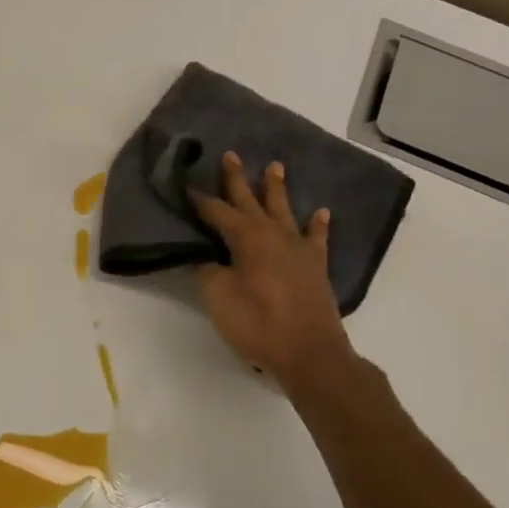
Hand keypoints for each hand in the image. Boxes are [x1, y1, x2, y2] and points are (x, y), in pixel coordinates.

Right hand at [190, 153, 353, 385]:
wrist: (309, 353)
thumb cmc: (257, 324)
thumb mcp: (219, 298)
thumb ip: (209, 272)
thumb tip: (208, 257)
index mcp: (247, 238)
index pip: (217, 212)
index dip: (200, 200)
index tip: (186, 185)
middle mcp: (274, 234)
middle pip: (251, 200)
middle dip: (237, 179)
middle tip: (231, 154)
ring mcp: (298, 249)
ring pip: (284, 210)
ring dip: (277, 189)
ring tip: (275, 166)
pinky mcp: (316, 267)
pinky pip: (316, 238)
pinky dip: (318, 225)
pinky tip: (321, 213)